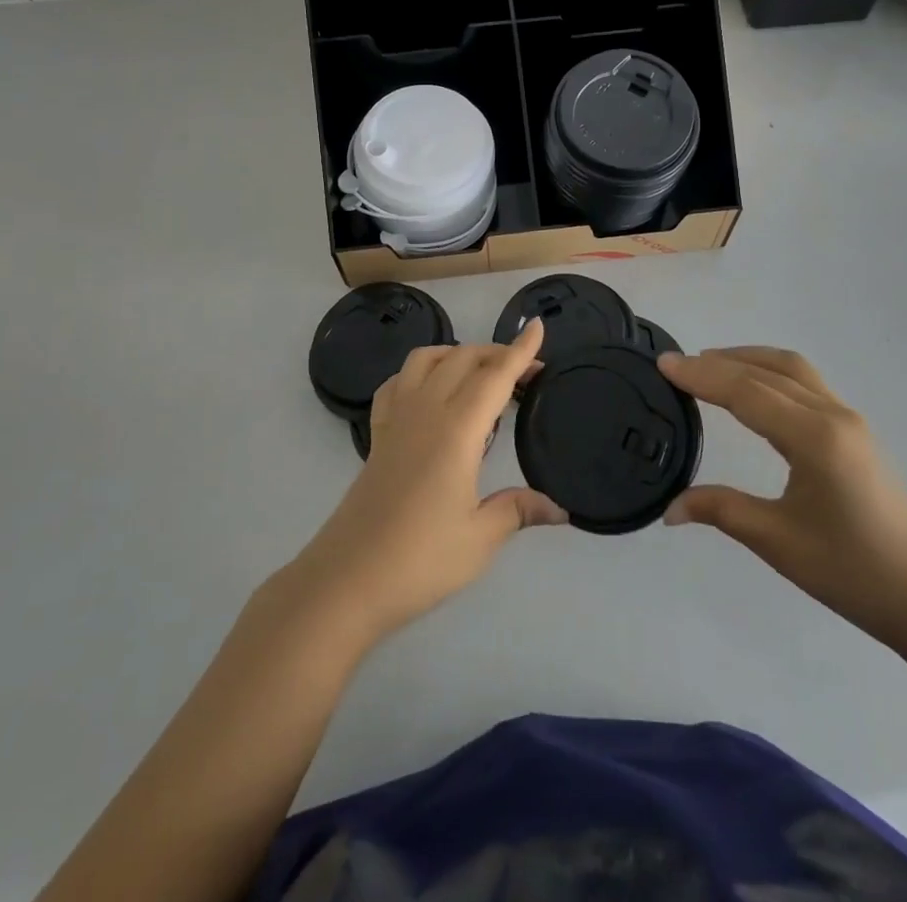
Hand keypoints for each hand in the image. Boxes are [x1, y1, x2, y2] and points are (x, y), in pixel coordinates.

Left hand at [285, 320, 566, 644]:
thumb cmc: (419, 559)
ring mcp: (396, 420)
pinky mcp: (377, 435)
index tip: (538, 327)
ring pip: (426, 360)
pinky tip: (430, 391)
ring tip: (480, 374)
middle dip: (497, 353)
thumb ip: (518, 511)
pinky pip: (397, 383)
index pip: (494, 377)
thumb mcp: (479, 539)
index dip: (519, 351)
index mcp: (456, 430)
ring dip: (457, 354)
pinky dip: (420, 372)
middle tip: (526, 372)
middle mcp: (425, 412)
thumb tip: (559, 509)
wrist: (347, 579)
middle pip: (463, 360)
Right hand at [661, 347, 906, 650]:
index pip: (746, 393)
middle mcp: (832, 415)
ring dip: (747, 359)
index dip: (702, 376)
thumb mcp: (778, 542)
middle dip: (718, 363)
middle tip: (676, 364)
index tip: (664, 364)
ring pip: (791, 369)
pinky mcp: (854, 429)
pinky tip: (752, 387)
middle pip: (767, 372)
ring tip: (709, 364)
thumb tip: (669, 510)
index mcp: (814, 439)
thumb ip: (721, 511)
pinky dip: (770, 372)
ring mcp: (848, 419)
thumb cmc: (851, 572)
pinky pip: (806, 382)